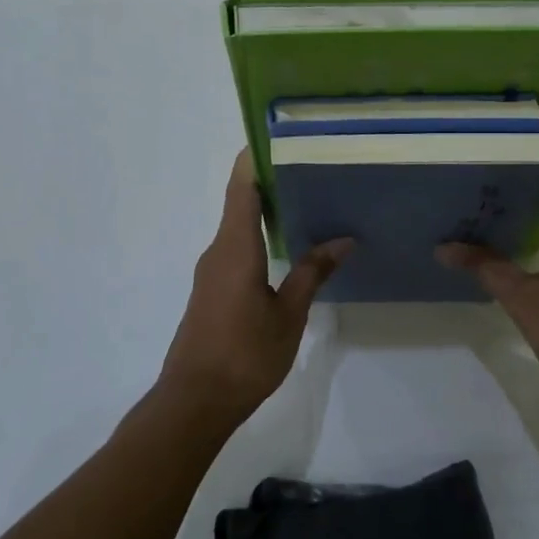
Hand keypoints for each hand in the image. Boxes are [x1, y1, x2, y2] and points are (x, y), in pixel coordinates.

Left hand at [159, 151, 351, 422]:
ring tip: (309, 200)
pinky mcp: (212, 289)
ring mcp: (211, 271)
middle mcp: (218, 250)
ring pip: (239, 226)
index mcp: (235, 247)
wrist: (194, 402)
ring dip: (267, 210)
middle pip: (241, 201)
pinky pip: (236, 247)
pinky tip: (288, 244)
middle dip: (272, 180)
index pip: (242, 186)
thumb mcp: (289, 314)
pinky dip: (260, 234)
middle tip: (313, 166)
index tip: (280, 137)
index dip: (255, 157)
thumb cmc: (244, 355)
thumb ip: (312, 273)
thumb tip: (343, 240)